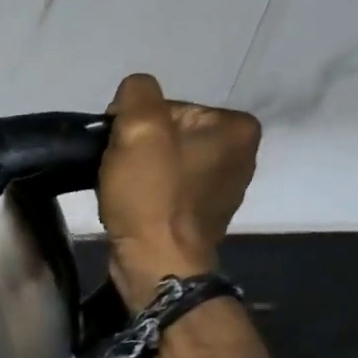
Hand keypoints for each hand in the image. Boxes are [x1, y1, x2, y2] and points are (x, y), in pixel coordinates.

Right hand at [97, 73, 259, 309]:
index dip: (135, 126)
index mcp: (236, 127)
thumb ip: (137, 93)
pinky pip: (167, 192)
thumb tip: (132, 95)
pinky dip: (146, 197)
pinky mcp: (202, 217)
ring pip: (164, 164)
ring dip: (138, 174)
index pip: (169, 107)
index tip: (119, 151)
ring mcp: (223, 190)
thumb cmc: (151, 196)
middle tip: (117, 174)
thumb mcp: (139, 129)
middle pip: (168, 135)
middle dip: (138, 151)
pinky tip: (132, 209)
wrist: (155, 264)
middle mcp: (240, 155)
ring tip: (121, 193)